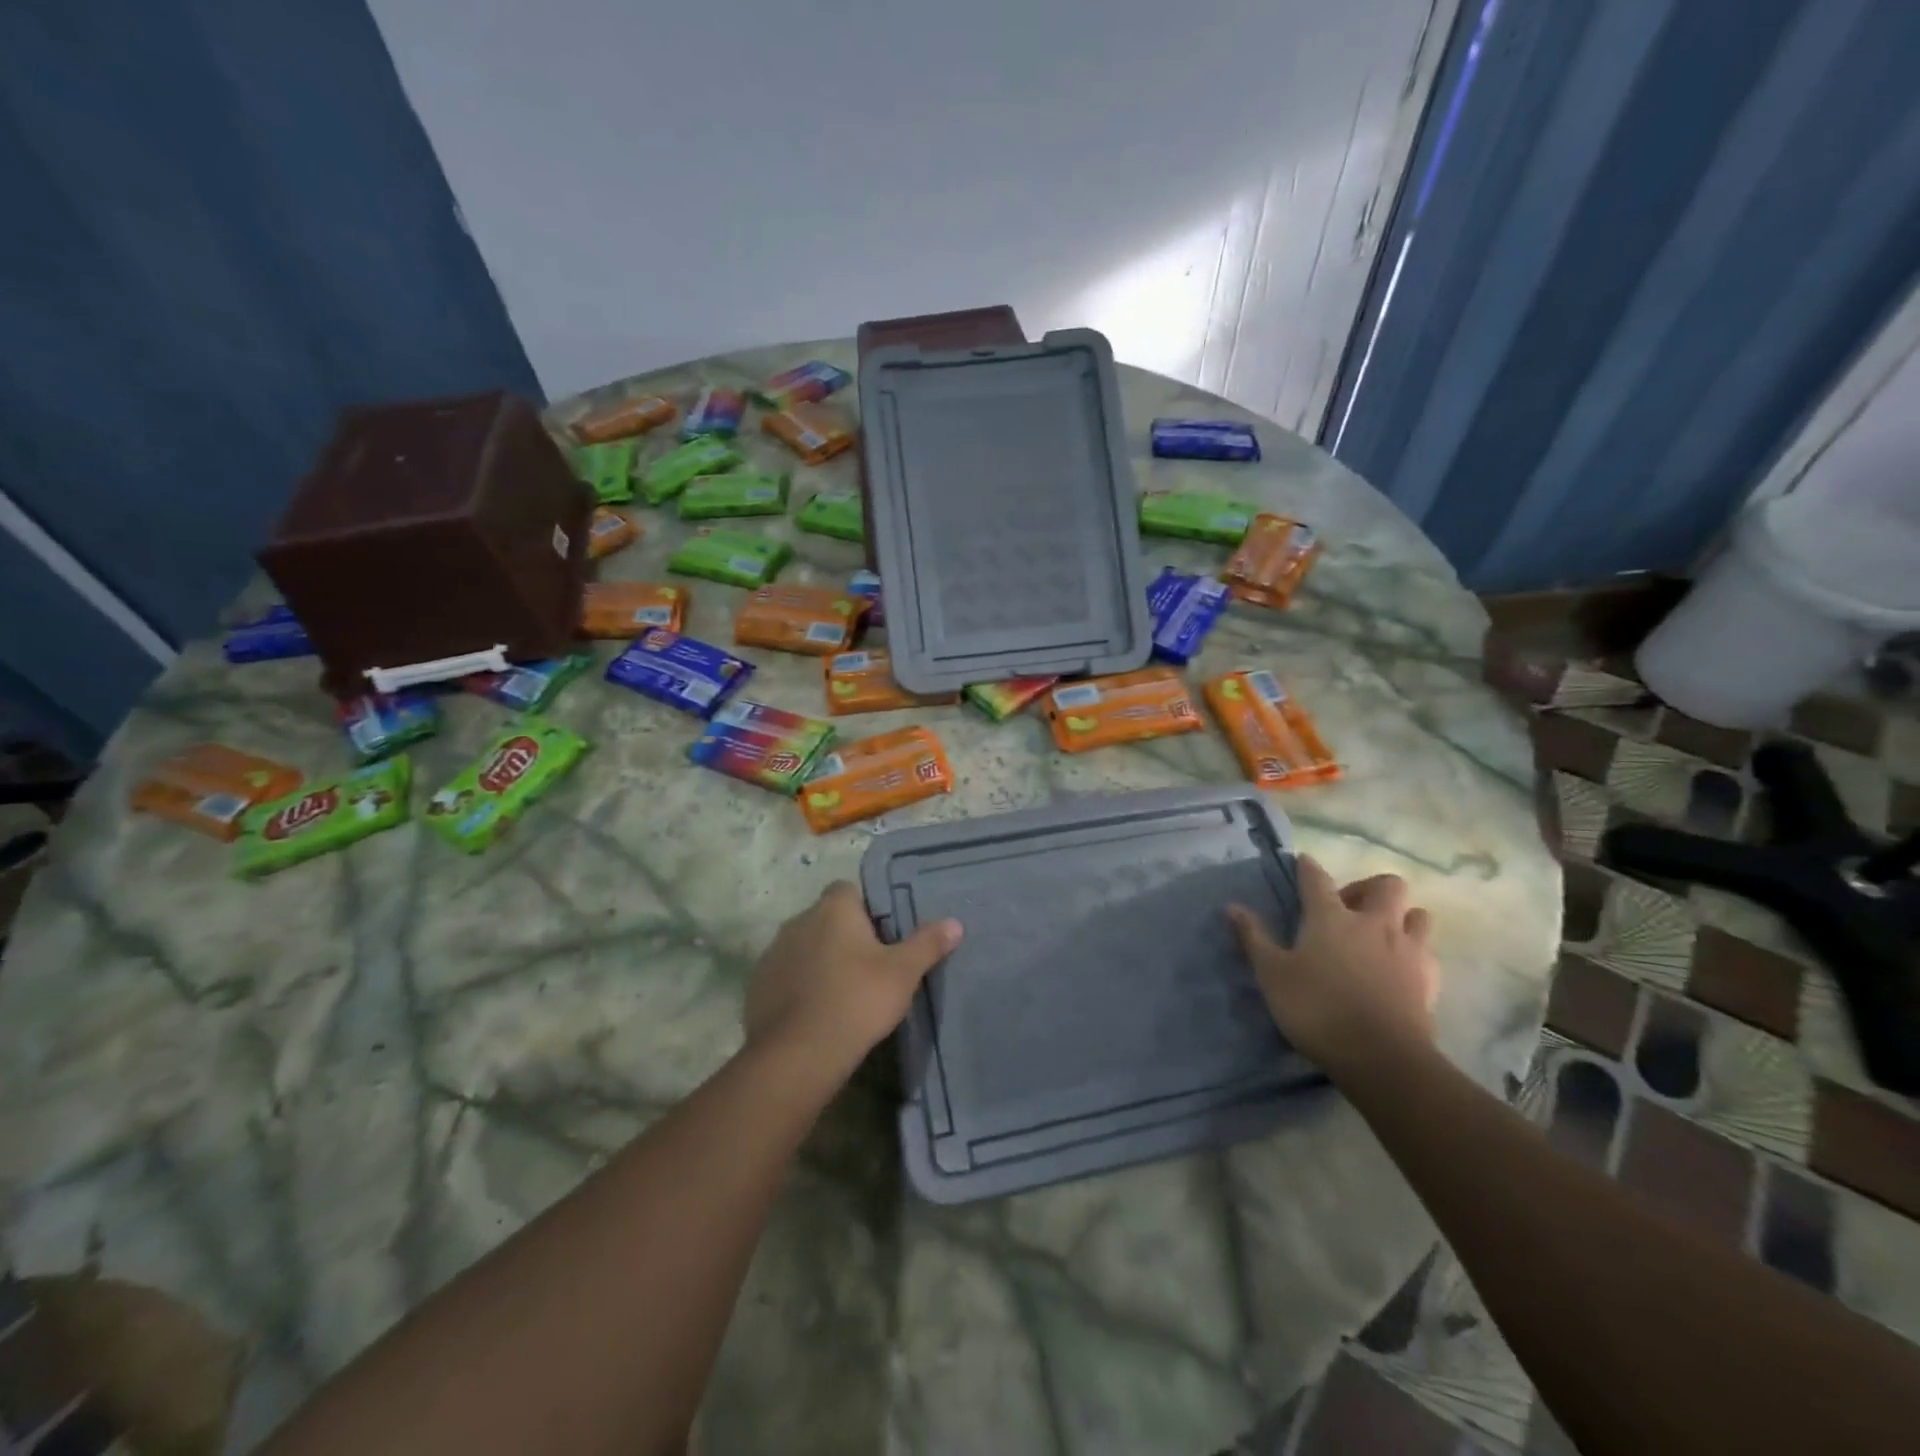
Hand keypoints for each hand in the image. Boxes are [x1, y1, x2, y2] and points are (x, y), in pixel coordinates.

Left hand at [744, 882, 962, 1075]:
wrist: (798, 1054)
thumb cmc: (857, 1000)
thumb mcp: (903, 973)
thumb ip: (927, 944)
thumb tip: (954, 923)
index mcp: (833, 909)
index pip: (848, 890)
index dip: (865, 908)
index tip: (882, 933)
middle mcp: (798, 921)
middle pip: (826, 918)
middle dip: (843, 935)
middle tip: (869, 965)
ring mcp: (773, 953)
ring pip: (804, 947)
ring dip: (820, 960)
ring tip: (843, 991)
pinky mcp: (758, 986)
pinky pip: (785, 976)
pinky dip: (799, 986)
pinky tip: (816, 1012)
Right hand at [1227, 856, 1438, 1070]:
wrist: (1382, 1058)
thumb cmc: (1317, 1009)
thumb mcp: (1272, 975)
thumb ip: (1254, 938)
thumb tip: (1232, 907)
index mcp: (1331, 917)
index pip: (1317, 878)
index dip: (1308, 867)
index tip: (1303, 862)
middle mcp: (1374, 923)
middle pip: (1386, 885)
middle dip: (1368, 888)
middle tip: (1349, 908)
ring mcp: (1408, 949)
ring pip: (1417, 914)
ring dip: (1401, 917)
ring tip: (1381, 935)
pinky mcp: (1430, 980)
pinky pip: (1428, 952)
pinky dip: (1415, 952)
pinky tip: (1400, 968)